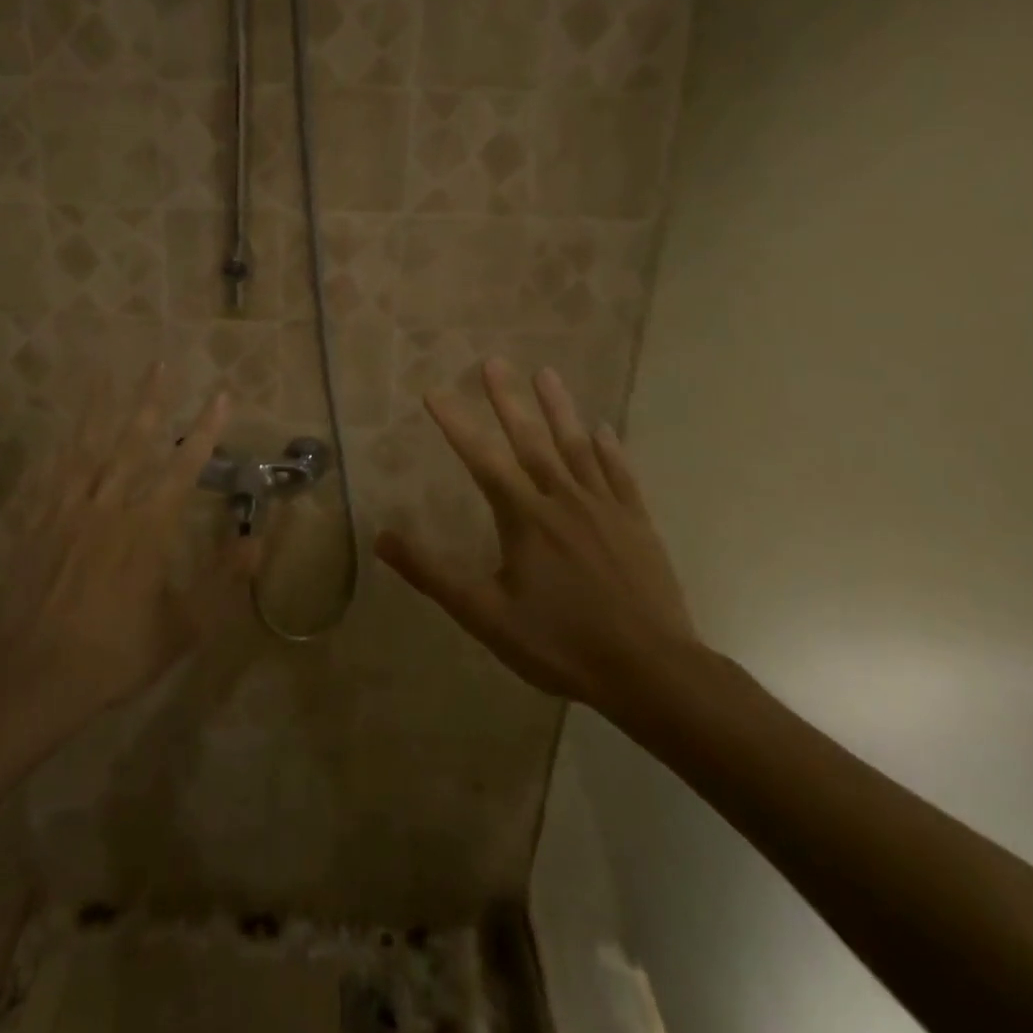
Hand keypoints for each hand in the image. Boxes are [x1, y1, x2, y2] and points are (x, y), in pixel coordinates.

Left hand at [0, 363, 236, 713]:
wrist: (35, 678)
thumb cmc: (116, 654)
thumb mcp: (184, 628)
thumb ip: (223, 581)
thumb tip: (258, 541)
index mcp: (148, 529)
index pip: (186, 467)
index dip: (207, 429)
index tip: (222, 394)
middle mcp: (110, 506)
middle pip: (134, 441)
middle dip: (151, 400)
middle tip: (159, 361)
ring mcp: (69, 511)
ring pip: (88, 447)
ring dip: (101, 407)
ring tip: (105, 370)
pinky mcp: (38, 523)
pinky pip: (52, 473)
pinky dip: (60, 444)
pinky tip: (62, 426)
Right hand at [374, 360, 699, 714]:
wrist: (650, 671)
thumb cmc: (560, 644)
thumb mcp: (485, 615)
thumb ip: (432, 573)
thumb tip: (382, 537)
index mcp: (524, 518)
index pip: (482, 459)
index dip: (456, 423)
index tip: (435, 391)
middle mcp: (563, 499)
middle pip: (531, 440)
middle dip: (508, 399)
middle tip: (494, 361)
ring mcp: (605, 508)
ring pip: (578, 447)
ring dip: (560, 408)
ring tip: (546, 372)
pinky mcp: (637, 523)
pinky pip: (620, 475)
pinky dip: (610, 449)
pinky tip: (604, 429)